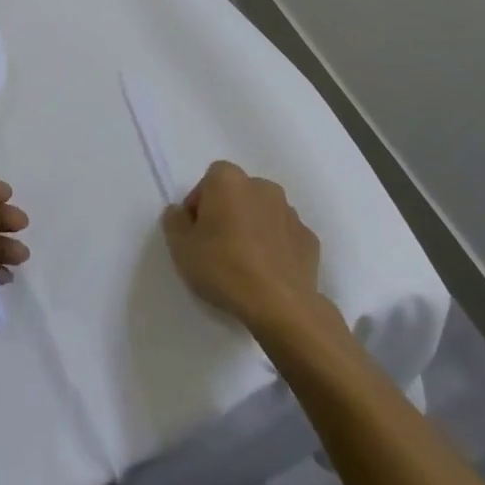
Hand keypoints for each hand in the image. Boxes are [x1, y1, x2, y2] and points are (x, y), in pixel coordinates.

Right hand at [162, 161, 320, 327]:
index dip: (200, 202)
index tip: (196, 230)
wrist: (280, 305)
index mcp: (229, 181)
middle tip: (216, 245)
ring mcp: (290, 213)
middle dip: (228, 212)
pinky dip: (275, 246)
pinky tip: (267, 272)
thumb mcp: (180, 247)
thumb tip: (180, 212)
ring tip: (244, 262)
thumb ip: (174, 221)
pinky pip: (284, 236)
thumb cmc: (223, 268)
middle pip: (238, 193)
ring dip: (253, 227)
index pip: (209, 179)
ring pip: (263, 213)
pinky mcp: (310, 239)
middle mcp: (262, 187)